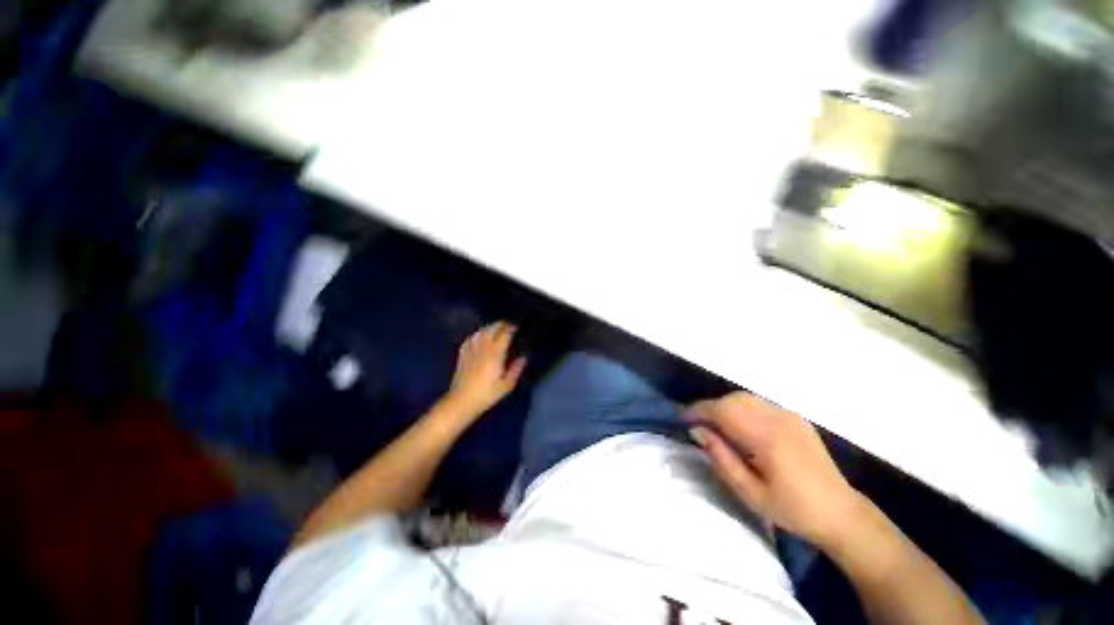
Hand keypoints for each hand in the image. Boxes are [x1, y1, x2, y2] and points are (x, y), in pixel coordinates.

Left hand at [445, 322, 526, 419]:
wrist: (461, 401)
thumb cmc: (486, 394)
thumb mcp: (506, 385)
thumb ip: (516, 369)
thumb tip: (523, 357)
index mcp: (495, 353)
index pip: (504, 334)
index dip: (511, 328)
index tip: (517, 326)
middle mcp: (483, 347)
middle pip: (492, 329)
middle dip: (501, 324)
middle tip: (508, 325)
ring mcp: (471, 349)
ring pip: (481, 331)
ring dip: (489, 327)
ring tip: (496, 328)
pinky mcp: (462, 354)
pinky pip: (470, 338)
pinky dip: (477, 334)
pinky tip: (479, 335)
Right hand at [686, 392, 866, 549]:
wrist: (841, 513)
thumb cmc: (792, 510)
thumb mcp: (750, 493)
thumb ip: (722, 458)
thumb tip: (698, 431)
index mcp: (767, 437)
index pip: (723, 410)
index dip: (699, 411)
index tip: (683, 419)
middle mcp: (778, 418)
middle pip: (733, 399)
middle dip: (710, 407)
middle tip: (698, 425)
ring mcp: (789, 415)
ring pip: (746, 398)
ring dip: (725, 406)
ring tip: (716, 425)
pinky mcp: (796, 418)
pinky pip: (760, 403)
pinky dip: (742, 408)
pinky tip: (741, 426)